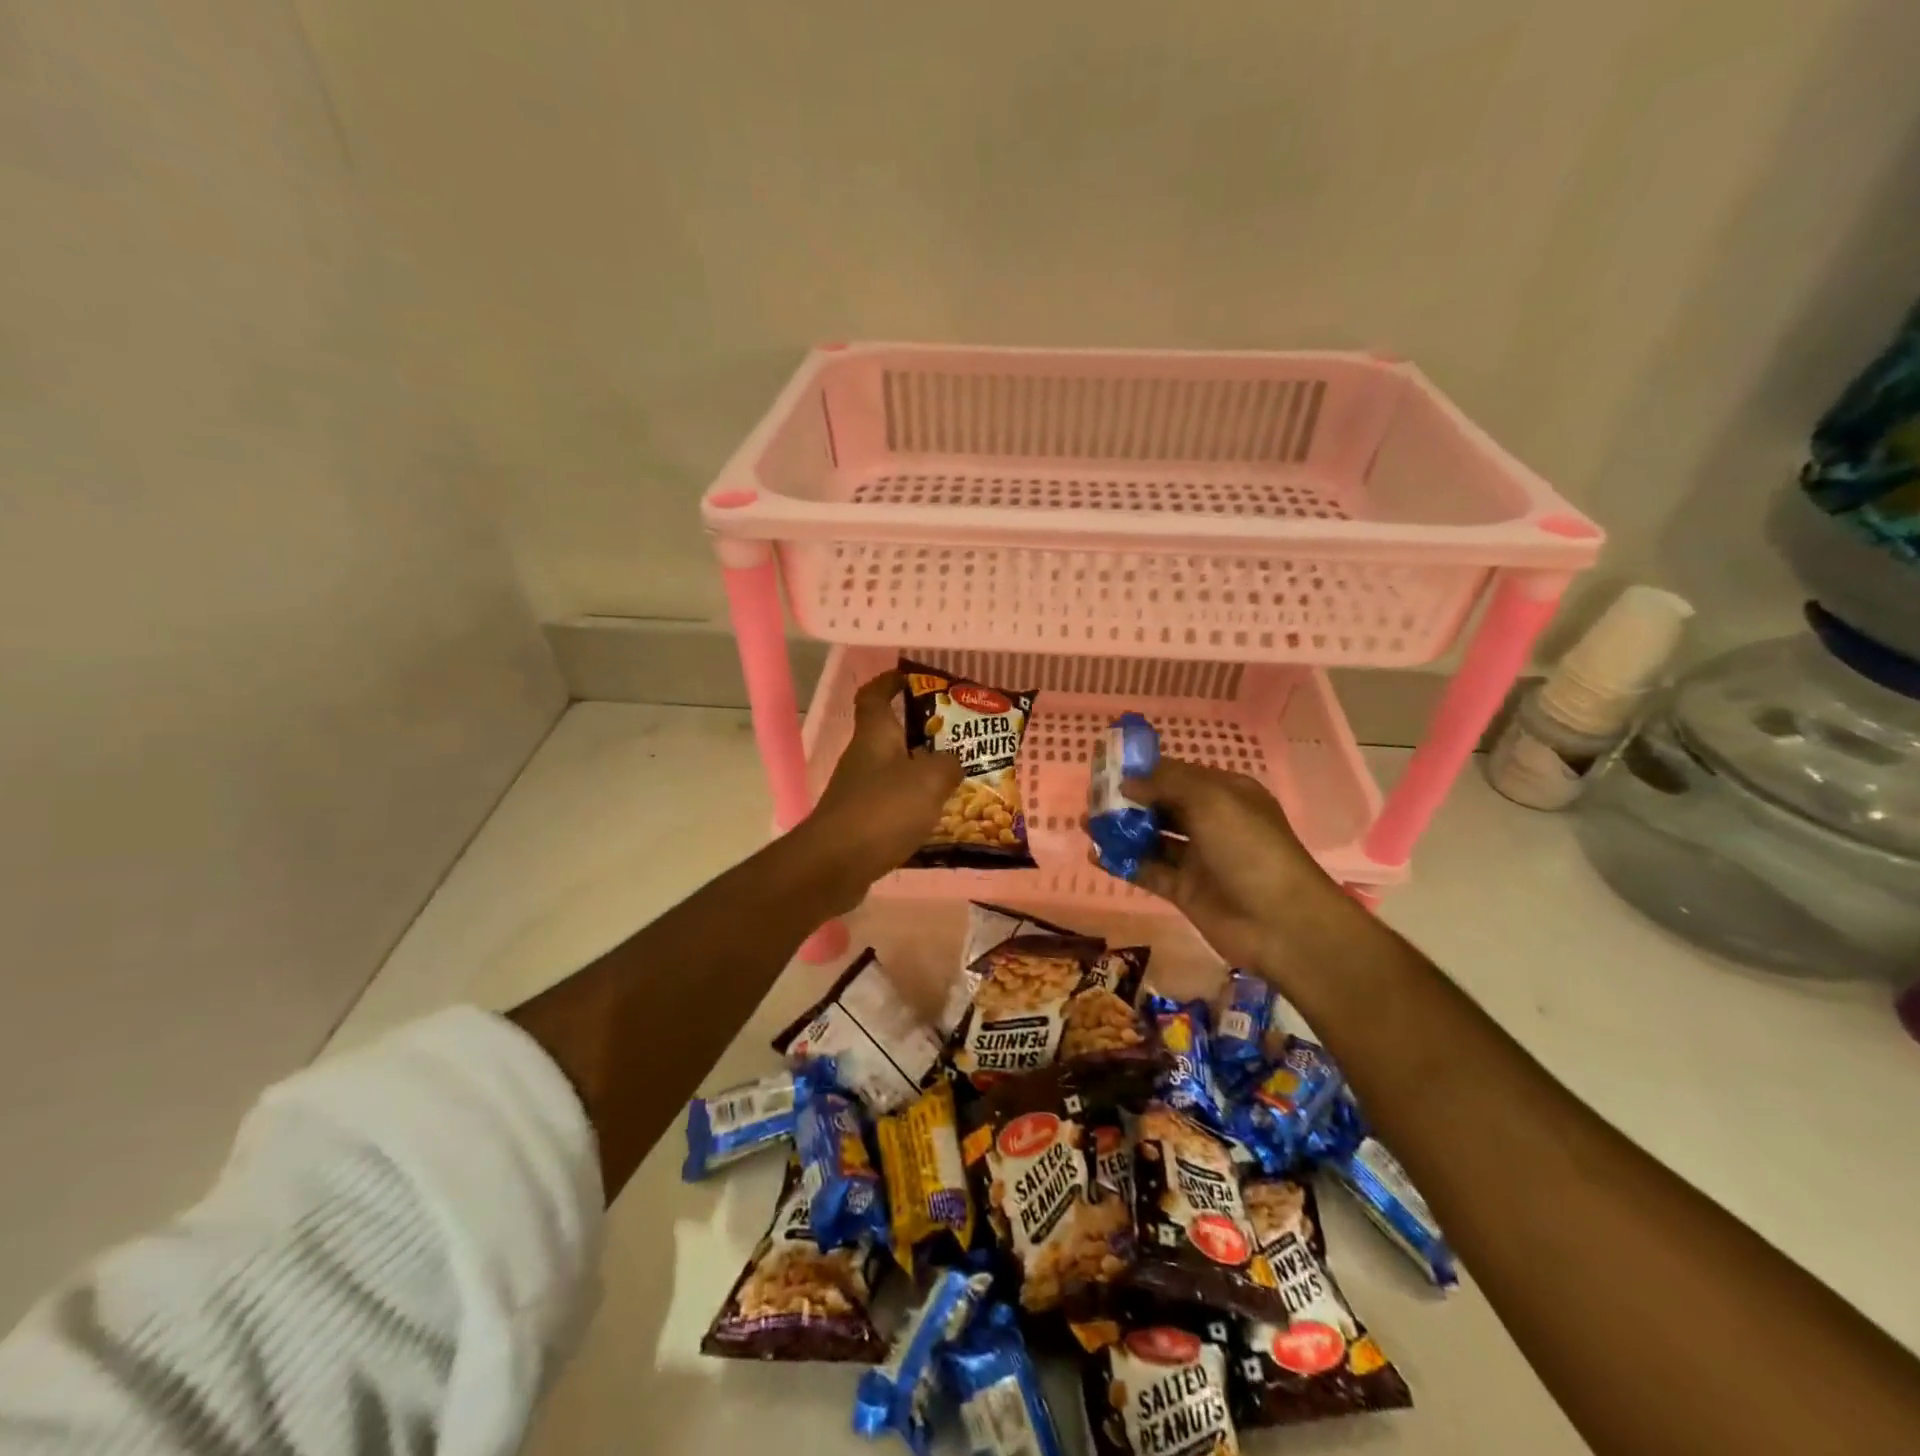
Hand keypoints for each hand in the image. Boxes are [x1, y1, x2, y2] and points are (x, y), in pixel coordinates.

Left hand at [803, 670, 962, 898]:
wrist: (834, 865)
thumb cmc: (882, 811)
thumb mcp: (929, 780)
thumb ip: (948, 764)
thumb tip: (954, 761)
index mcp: (874, 735)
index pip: (875, 695)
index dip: (890, 682)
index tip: (912, 677)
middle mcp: (863, 758)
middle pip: (890, 735)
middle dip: (922, 733)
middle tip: (959, 737)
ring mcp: (858, 792)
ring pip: (894, 772)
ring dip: (921, 772)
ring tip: (958, 779)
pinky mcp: (859, 823)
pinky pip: (892, 804)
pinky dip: (914, 806)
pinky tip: (938, 818)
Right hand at [1113, 757, 1358, 982]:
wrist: (1281, 923)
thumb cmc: (1249, 848)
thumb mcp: (1211, 801)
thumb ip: (1166, 784)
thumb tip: (1128, 782)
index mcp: (1225, 794)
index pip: (1177, 774)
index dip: (1143, 770)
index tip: (1106, 767)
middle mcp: (1210, 822)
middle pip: (1162, 805)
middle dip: (1128, 800)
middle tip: (1091, 797)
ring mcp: (1197, 858)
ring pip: (1152, 838)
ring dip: (1121, 830)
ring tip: (1086, 823)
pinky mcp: (1184, 891)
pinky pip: (1148, 870)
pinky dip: (1123, 862)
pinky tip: (1095, 855)